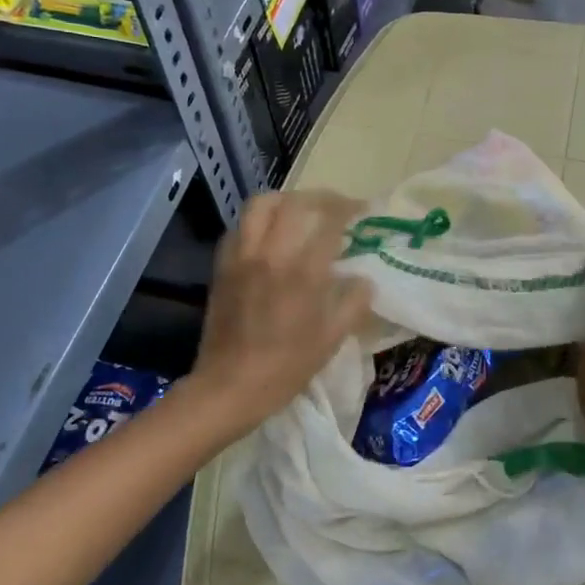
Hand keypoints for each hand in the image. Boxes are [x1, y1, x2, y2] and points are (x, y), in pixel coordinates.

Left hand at [188, 191, 373, 438]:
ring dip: (286, 201)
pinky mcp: (222, 265)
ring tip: (301, 212)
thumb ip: (354, 301)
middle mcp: (271, 253)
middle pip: (295, 203)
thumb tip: (362, 279)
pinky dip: (258, 222)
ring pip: (261, 205)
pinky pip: (240, 227)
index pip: (329, 222)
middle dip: (321, 199)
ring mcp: (242, 256)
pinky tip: (270, 236)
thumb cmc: (287, 366)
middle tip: (336, 207)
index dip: (349, 210)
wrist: (230, 386)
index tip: (362, 211)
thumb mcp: (332, 338)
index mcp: (303, 272)